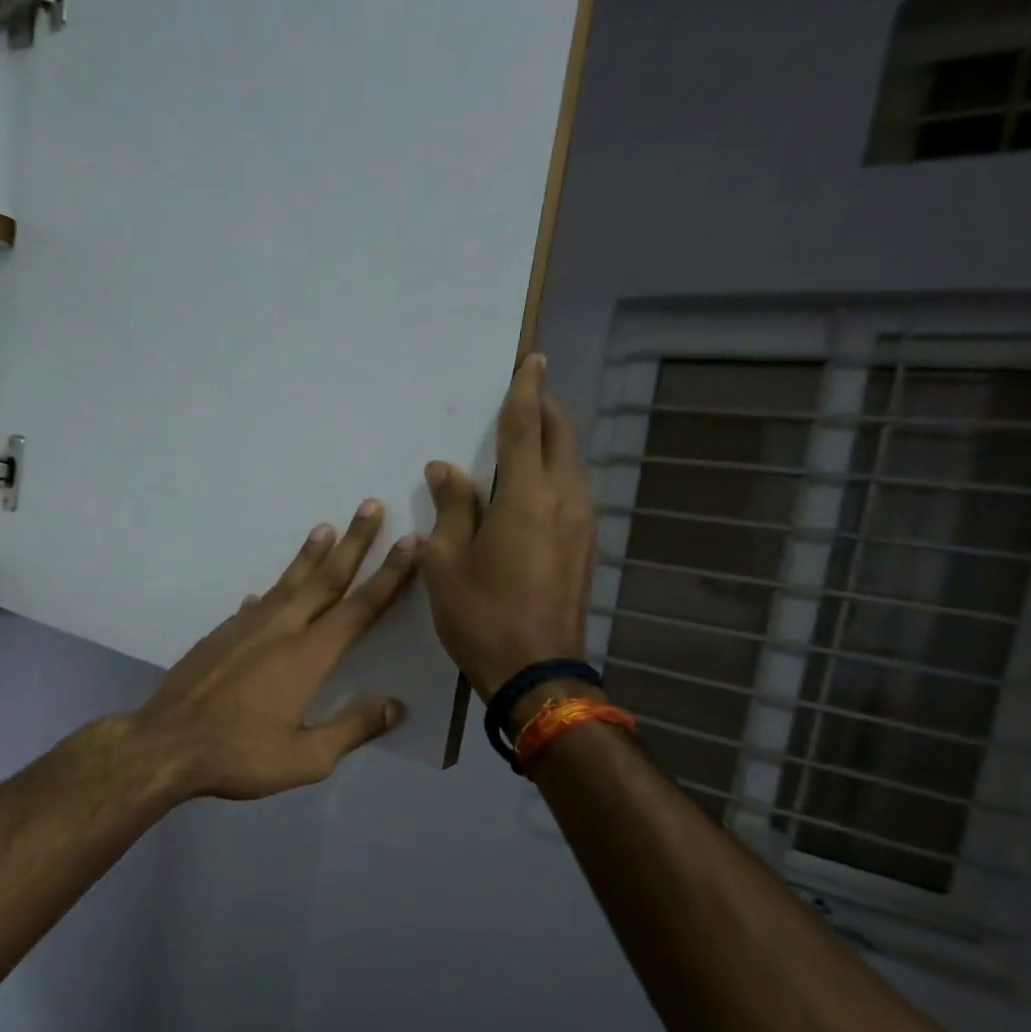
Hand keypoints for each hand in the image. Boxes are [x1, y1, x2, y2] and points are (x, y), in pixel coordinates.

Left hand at [128, 502, 418, 800]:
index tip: (409, 542)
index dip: (388, 575)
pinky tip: (264, 592)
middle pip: (325, 579)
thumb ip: (353, 728)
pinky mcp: (220, 635)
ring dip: (309, 555)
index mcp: (307, 655)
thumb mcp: (305, 758)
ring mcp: (245, 627)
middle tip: (370, 505)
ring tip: (325, 528)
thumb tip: (396, 706)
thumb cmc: (239, 754)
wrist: (166, 744)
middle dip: (353, 542)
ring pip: (286, 583)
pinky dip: (269, 592)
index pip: (358, 608)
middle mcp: (279, 629)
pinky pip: (254, 605)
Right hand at [417, 353, 595, 702]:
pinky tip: (533, 487)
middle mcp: (564, 500)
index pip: (527, 428)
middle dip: (546, 410)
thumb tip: (445, 468)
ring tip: (528, 437)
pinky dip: (554, 474)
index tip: (532, 360)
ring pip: (571, 465)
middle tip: (528, 393)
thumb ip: (450, 507)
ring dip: (552, 443)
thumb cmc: (481, 614)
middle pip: (560, 439)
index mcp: (526, 496)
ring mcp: (582, 525)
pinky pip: (572, 492)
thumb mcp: (445, 561)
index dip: (526, 391)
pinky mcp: (585, 547)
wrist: (536, 671)